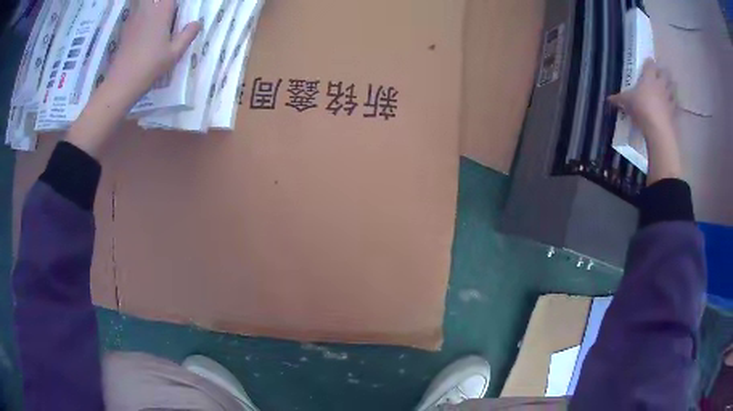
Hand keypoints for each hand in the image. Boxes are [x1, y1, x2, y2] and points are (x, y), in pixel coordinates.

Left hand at [105, 0, 200, 107]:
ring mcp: (133, 20)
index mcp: (161, 12)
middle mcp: (146, 11)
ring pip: (142, 4)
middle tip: (168, 12)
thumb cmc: (150, 67)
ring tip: (158, 18)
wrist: (122, 83)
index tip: (178, 10)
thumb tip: (197, 22)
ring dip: (151, 6)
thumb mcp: (174, 53)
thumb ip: (187, 35)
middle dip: (163, 4)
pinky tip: (144, 26)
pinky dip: (141, 14)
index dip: (174, 3)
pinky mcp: (125, 30)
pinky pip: (135, 13)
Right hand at [609, 59, 678, 144]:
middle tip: (661, 74)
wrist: (657, 129)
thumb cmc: (641, 109)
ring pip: (673, 87)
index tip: (648, 63)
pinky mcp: (674, 111)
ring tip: (669, 87)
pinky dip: (674, 103)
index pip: (650, 64)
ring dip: (671, 86)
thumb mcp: (627, 103)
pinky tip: (672, 105)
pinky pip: (676, 104)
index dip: (649, 63)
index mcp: (649, 78)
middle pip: (665, 73)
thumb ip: (619, 99)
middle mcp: (660, 84)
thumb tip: (608, 99)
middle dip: (663, 73)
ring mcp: (669, 97)